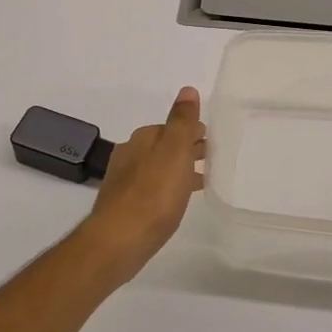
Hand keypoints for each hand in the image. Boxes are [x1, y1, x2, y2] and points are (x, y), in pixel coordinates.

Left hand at [78, 88, 206, 281]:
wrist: (118, 242)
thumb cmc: (153, 194)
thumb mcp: (174, 151)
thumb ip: (182, 121)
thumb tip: (188, 89)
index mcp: (142, 138)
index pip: (172, 126)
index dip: (193, 131)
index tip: (213, 140)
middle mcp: (129, 154)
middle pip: (164, 146)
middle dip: (186, 149)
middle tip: (212, 159)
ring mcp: (124, 181)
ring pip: (158, 168)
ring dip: (177, 170)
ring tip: (201, 182)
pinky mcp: (124, 206)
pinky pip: (152, 189)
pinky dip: (167, 189)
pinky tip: (176, 203)